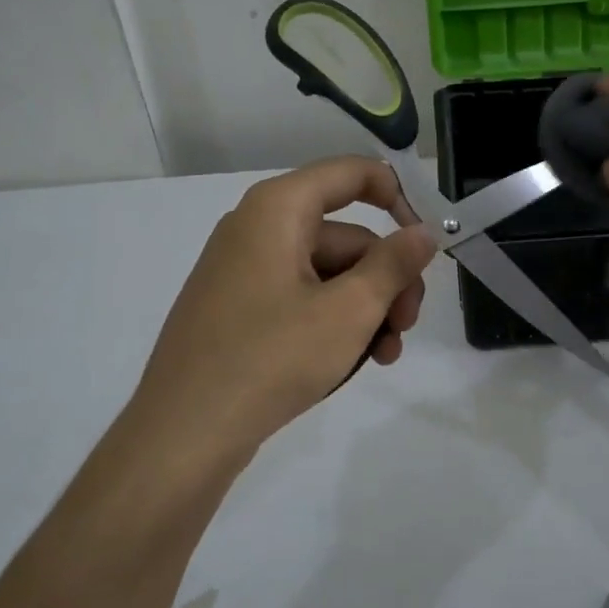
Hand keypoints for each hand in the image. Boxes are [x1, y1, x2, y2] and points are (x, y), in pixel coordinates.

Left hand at [128, 156, 436, 463]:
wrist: (184, 433)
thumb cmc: (271, 358)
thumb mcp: (349, 311)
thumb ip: (394, 264)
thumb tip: (424, 232)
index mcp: (278, 209)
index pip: (352, 174)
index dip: (398, 199)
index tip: (425, 244)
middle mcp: (257, 228)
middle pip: (345, 235)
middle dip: (386, 279)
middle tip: (407, 326)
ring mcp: (244, 270)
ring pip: (328, 273)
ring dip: (366, 309)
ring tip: (385, 355)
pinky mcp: (239, 308)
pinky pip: (301, 297)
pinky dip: (333, 321)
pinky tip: (356, 361)